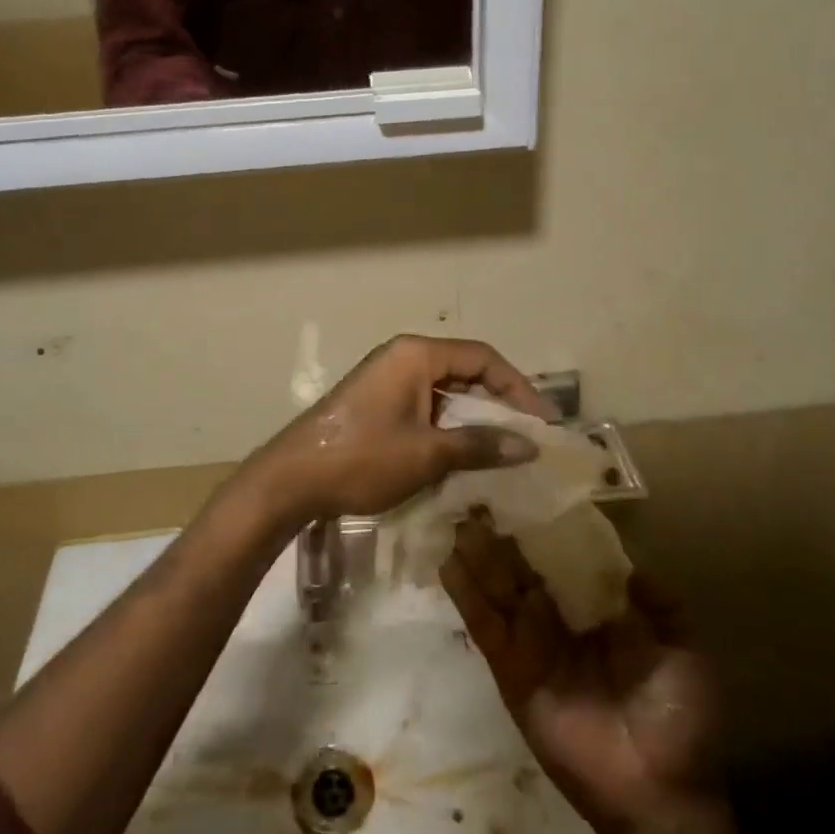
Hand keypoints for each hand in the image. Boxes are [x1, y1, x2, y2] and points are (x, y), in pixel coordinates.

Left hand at [250, 335, 552, 524]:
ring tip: (501, 450)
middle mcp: (403, 357)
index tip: (543, 421)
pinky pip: (424, 405)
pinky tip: (461, 455)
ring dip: (473, 417)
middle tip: (527, 437)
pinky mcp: (376, 402)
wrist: (292, 478)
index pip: (482, 357)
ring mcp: (386, 379)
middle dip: (498, 402)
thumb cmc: (363, 458)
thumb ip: (480, 445)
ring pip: (445, 391)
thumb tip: (529, 445)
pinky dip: (448, 426)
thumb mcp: (428, 454)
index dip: (518, 387)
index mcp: (416, 354)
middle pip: (464, 370)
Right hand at [441, 520, 722, 833]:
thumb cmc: (678, 719)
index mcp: (595, 614)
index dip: (543, 530)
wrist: (659, 794)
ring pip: (498, 590)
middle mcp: (558, 623)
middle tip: (476, 496)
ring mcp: (530, 646)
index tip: (524, 493)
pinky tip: (450, 563)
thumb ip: (662, 606)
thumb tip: (633, 565)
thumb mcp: (683, 651)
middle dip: (500, 536)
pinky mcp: (511, 671)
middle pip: (522, 570)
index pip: (563, 562)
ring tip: (456, 518)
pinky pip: (486, 627)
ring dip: (478, 556)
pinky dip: (467, 595)